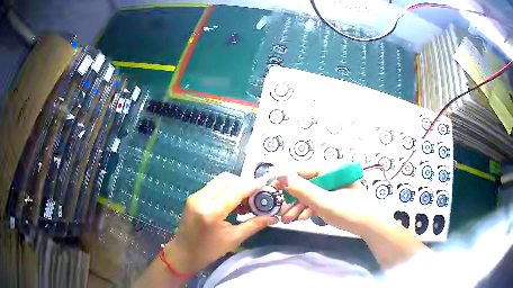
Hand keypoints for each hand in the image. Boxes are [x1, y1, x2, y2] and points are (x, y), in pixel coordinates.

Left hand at [165, 173, 278, 274]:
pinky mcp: (194, 197)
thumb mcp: (234, 239)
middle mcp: (202, 198)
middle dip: (244, 183)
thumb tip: (273, 217)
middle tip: (256, 195)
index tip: (266, 182)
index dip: (252, 185)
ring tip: (246, 200)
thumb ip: (254, 225)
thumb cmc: (209, 250)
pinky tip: (233, 202)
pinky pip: (214, 186)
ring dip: (235, 186)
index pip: (236, 191)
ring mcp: (196, 196)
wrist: (183, 253)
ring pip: (220, 181)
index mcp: (212, 211)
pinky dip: (226, 190)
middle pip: (227, 179)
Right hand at [277, 169, 382, 234]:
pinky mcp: (335, 198)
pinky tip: (301, 218)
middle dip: (292, 198)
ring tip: (287, 219)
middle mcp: (331, 175)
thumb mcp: (323, 201)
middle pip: (305, 183)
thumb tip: (281, 176)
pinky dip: (309, 209)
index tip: (272, 189)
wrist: (371, 226)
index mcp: (330, 170)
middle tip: (280, 210)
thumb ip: (302, 189)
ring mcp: (333, 187)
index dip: (286, 179)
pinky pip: (318, 200)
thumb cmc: (349, 212)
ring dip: (298, 206)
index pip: (302, 169)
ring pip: (310, 193)